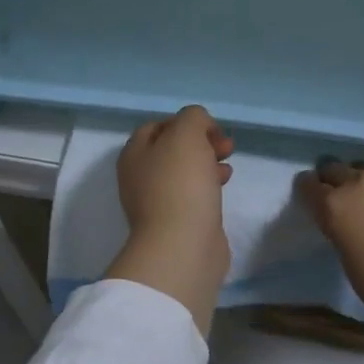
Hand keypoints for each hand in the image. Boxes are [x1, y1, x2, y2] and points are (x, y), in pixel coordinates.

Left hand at [106, 106, 234, 333]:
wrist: (183, 245)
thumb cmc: (180, 183)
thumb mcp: (186, 134)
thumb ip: (193, 118)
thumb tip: (200, 126)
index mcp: (134, 154)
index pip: (158, 125)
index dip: (185, 121)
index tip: (211, 129)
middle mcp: (140, 176)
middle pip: (173, 149)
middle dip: (202, 142)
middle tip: (225, 145)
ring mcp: (157, 201)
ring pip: (185, 171)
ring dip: (208, 162)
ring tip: (228, 165)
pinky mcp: (177, 221)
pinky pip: (193, 193)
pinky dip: (210, 184)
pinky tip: (225, 185)